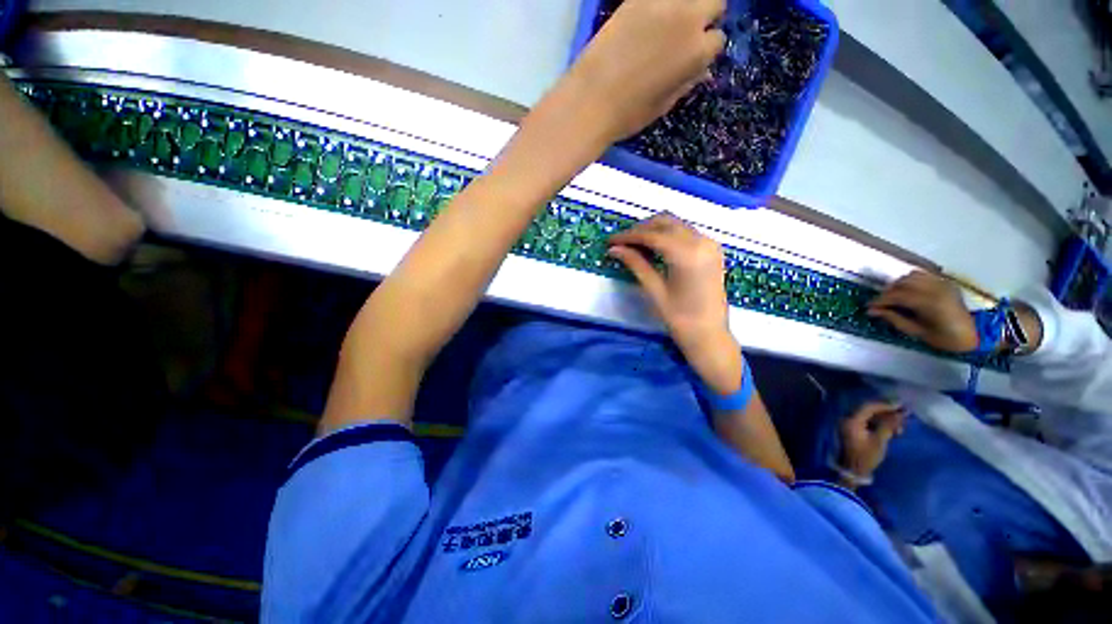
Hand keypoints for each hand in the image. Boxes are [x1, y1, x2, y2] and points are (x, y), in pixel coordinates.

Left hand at [564, 0, 725, 141]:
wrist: (591, 100)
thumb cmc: (628, 113)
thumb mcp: (663, 105)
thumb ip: (685, 82)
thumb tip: (699, 70)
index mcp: (697, 52)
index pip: (717, 40)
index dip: (705, 49)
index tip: (693, 56)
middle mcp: (688, 19)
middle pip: (713, 2)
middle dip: (705, 16)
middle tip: (686, 32)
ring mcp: (662, 3)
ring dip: (685, 6)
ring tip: (668, 23)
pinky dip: (657, 6)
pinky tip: (647, 21)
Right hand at [608, 214, 740, 393]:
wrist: (710, 334)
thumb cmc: (680, 318)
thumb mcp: (654, 290)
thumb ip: (636, 264)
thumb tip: (614, 249)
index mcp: (687, 254)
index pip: (651, 235)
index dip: (628, 236)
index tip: (610, 240)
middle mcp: (702, 241)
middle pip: (665, 222)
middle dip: (640, 229)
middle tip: (621, 242)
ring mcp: (710, 243)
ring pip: (676, 225)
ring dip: (654, 230)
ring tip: (634, 244)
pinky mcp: (713, 249)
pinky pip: (686, 232)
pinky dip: (668, 235)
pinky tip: (654, 247)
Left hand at [839, 401, 906, 485]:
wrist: (852, 470)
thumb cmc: (865, 456)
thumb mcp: (879, 441)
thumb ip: (888, 425)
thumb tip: (900, 414)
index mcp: (851, 420)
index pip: (868, 407)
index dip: (885, 405)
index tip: (900, 405)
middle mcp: (847, 418)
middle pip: (868, 410)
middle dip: (886, 412)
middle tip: (903, 416)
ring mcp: (849, 424)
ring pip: (869, 417)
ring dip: (885, 420)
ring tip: (900, 429)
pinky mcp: (852, 430)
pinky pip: (867, 422)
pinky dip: (879, 425)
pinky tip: (893, 432)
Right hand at [868, 271, 978, 353]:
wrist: (973, 336)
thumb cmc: (944, 338)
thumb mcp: (916, 332)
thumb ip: (894, 319)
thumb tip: (872, 311)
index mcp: (929, 303)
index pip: (897, 295)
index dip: (879, 300)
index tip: (868, 307)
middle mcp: (936, 288)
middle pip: (902, 283)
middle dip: (888, 292)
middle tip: (881, 304)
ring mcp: (943, 283)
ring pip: (911, 276)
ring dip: (899, 285)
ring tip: (894, 297)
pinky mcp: (946, 282)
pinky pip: (923, 275)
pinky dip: (912, 281)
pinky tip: (909, 292)